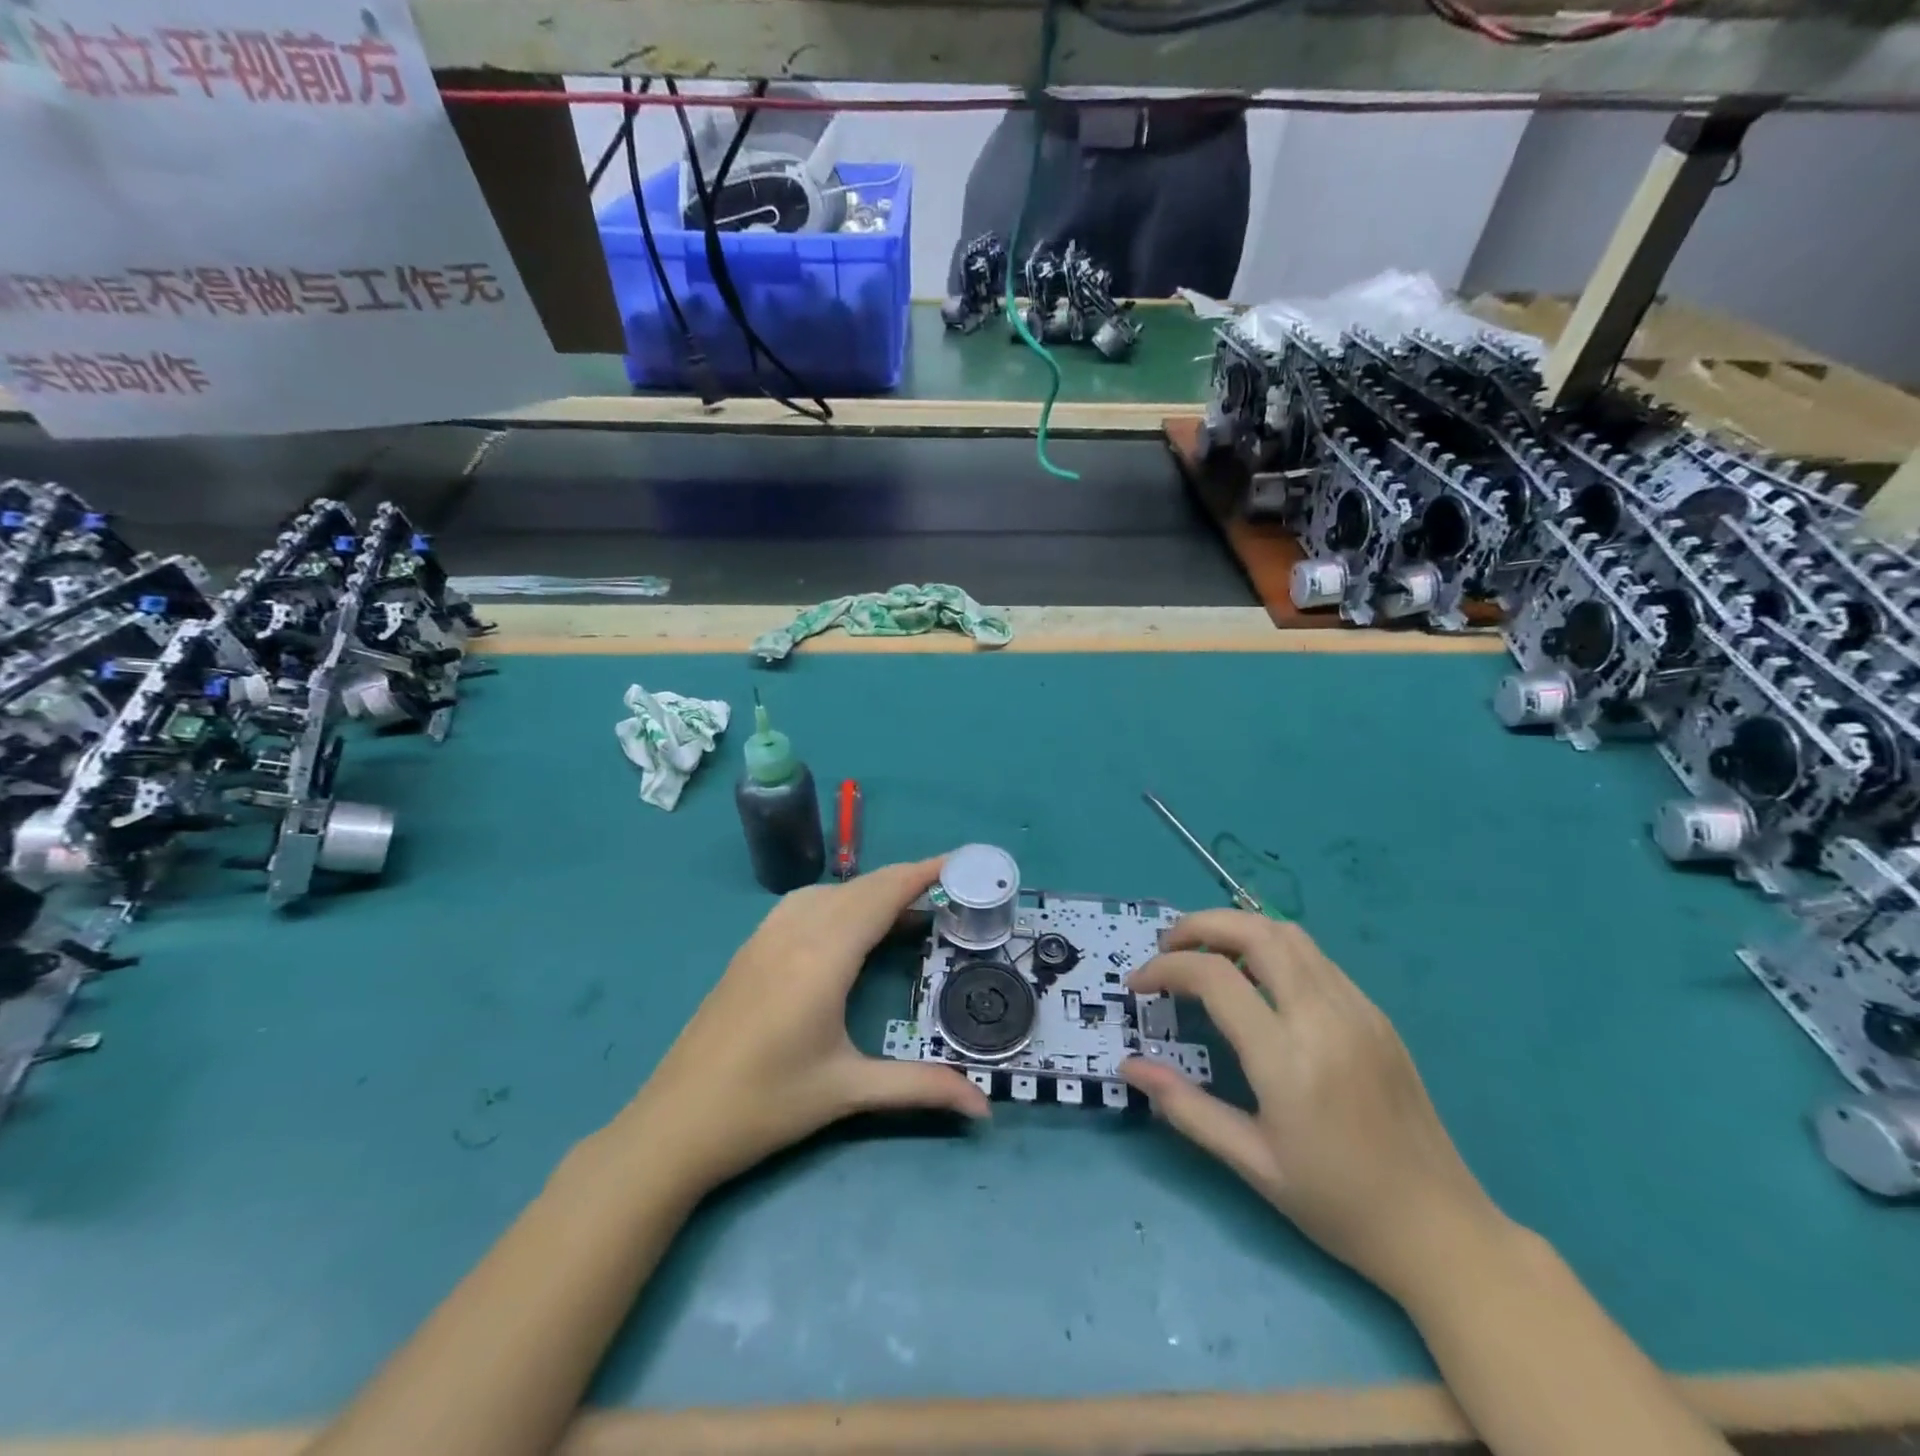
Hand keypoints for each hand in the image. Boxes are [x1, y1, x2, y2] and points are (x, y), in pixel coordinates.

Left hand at [617, 857, 990, 1195]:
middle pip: (860, 887)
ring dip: (871, 891)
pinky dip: (839, 901)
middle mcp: (795, 932)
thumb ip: (920, 1087)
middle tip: (949, 891)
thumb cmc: (765, 1105)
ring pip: (830, 892)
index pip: (881, 895)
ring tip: (906, 912)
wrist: (674, 1124)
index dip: (922, 872)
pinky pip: (804, 904)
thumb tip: (984, 1106)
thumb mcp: (847, 1092)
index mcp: (823, 957)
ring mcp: (766, 936)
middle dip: (905, 880)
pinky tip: (848, 929)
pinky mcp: (750, 949)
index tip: (960, 861)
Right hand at [1120, 911, 1501, 1296]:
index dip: (1165, 968)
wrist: (1441, 1229)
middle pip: (1255, 931)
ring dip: (1238, 928)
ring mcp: (1357, 1009)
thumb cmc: (1337, 1204)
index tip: (1138, 983)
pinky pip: (1316, 957)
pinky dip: (1273, 948)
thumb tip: (1128, 1065)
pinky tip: (1257, 980)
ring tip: (1206, 955)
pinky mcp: (1376, 1014)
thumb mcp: (1251, 1163)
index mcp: (1288, 1059)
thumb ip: (1185, 1106)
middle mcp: (1324, 1017)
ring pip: (1289, 934)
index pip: (1213, 976)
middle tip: (1167, 947)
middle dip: (1199, 925)